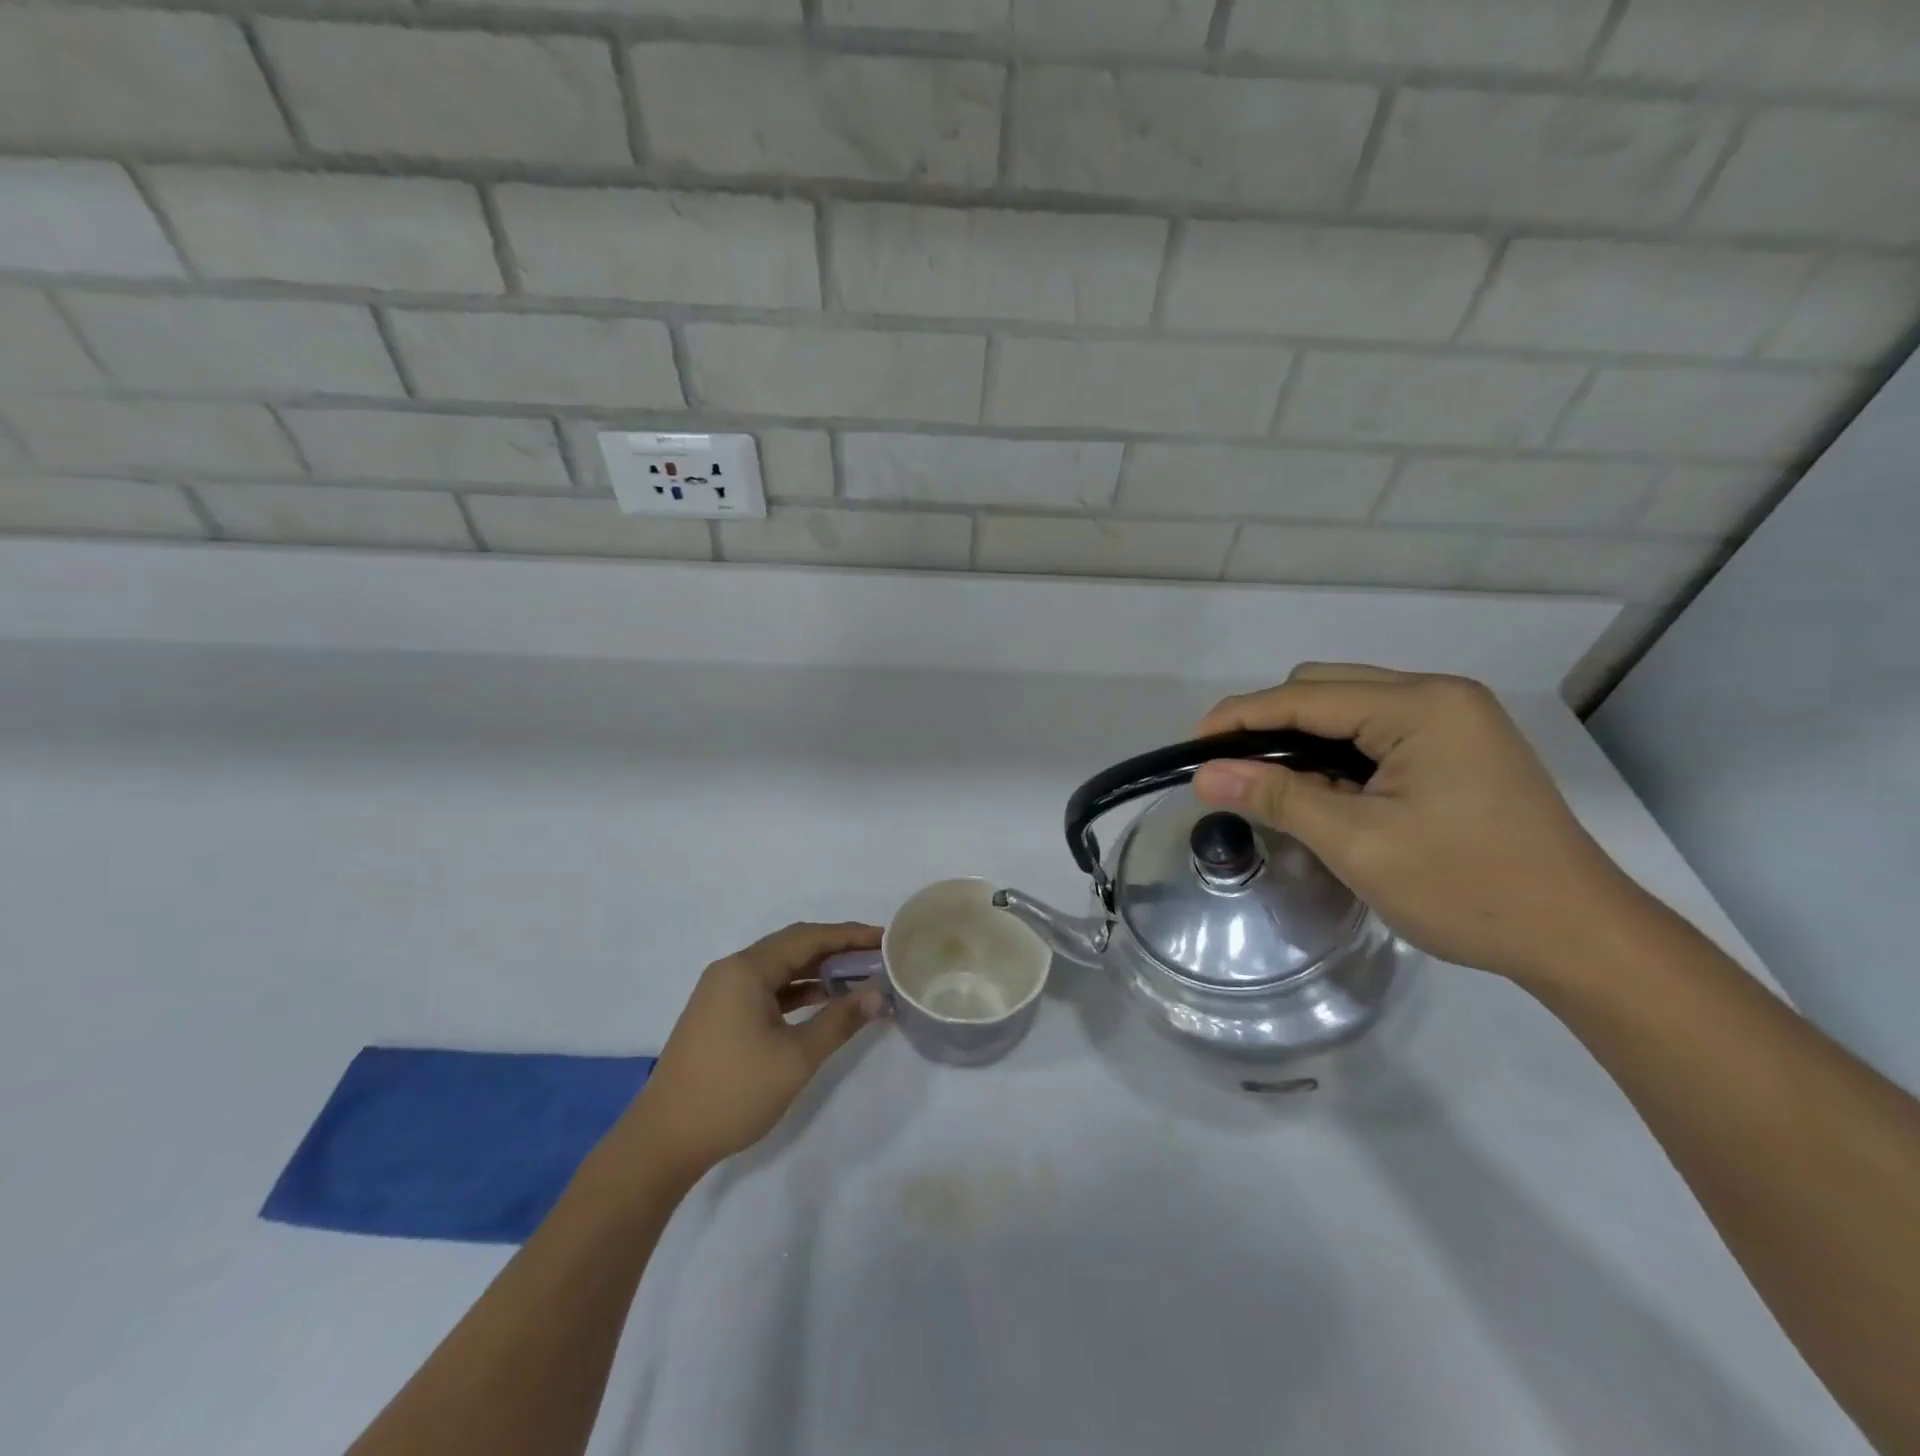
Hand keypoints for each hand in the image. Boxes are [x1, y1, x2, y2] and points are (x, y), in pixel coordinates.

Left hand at [617, 923, 886, 1180]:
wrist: (663, 1141)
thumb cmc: (733, 1093)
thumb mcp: (795, 1059)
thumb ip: (839, 1021)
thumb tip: (877, 994)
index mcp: (746, 970)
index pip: (808, 938)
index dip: (849, 935)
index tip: (885, 938)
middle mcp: (732, 970)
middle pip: (793, 946)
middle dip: (836, 949)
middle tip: (876, 955)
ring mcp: (722, 993)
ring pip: (779, 968)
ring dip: (817, 970)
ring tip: (858, 977)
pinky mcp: (719, 1015)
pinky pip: (766, 989)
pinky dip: (796, 991)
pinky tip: (822, 1002)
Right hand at [1192, 664, 1640, 984]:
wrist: (1579, 937)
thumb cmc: (1467, 887)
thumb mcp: (1358, 842)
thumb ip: (1277, 797)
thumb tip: (1205, 776)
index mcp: (1420, 706)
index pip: (1305, 696)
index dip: (1240, 717)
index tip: (1193, 747)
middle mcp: (1439, 697)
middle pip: (1326, 689)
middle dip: (1270, 725)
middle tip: (1232, 773)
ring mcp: (1454, 721)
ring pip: (1349, 711)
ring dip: (1304, 742)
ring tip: (1272, 787)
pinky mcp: (1460, 749)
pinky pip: (1376, 734)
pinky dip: (1338, 756)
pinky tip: (1325, 793)